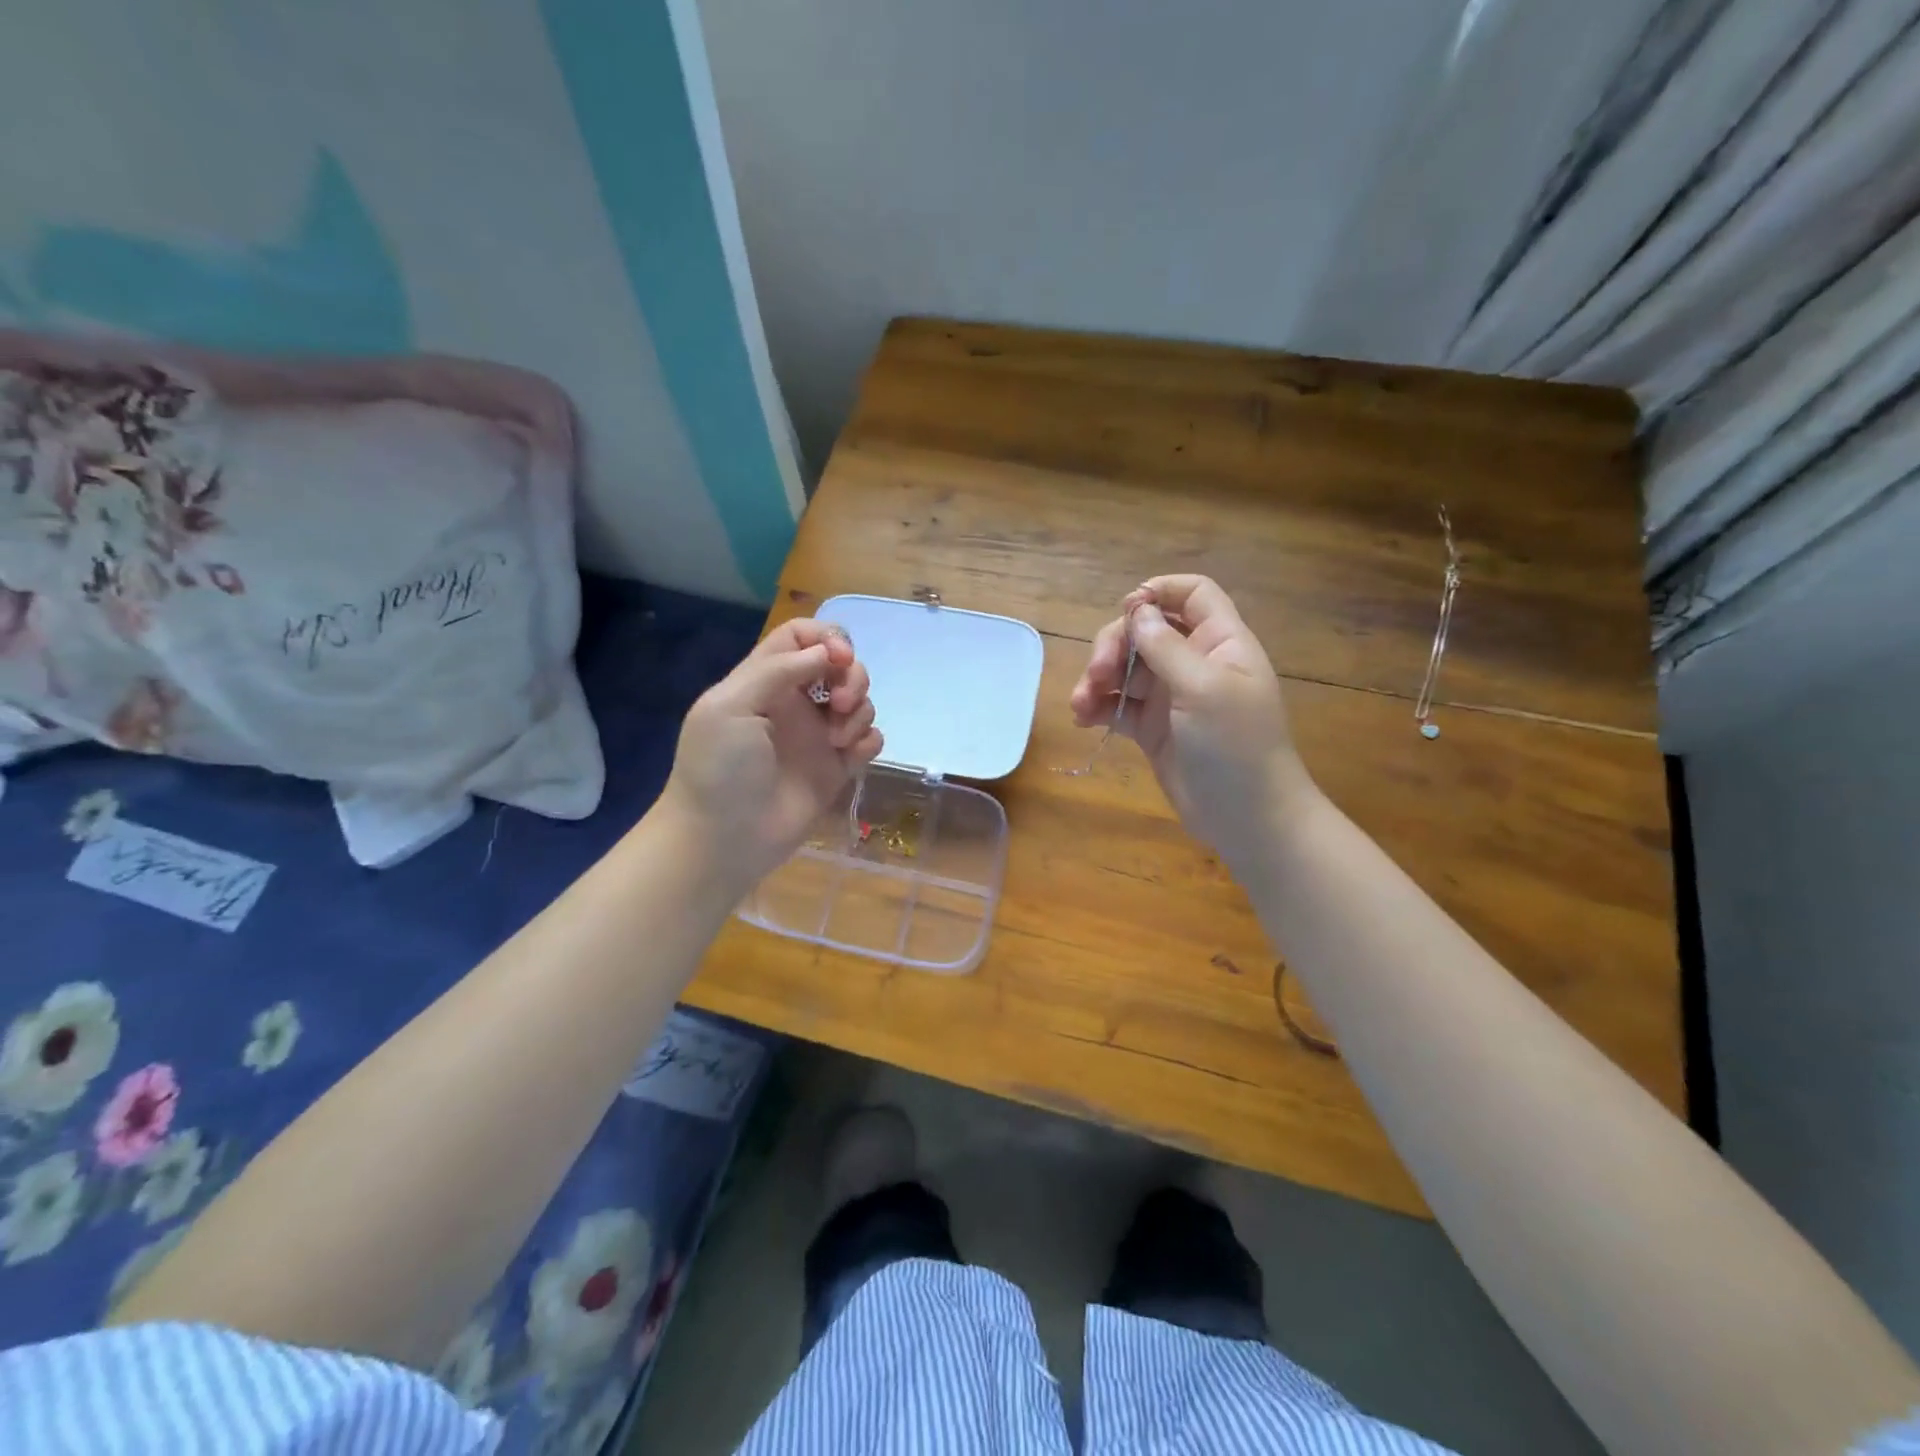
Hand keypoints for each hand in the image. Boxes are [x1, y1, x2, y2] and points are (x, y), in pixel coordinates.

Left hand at [660, 618, 883, 892]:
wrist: (723, 839)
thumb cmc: (719, 769)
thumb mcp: (729, 707)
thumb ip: (777, 670)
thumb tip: (827, 652)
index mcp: (764, 680)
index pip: (801, 637)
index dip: (826, 638)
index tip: (838, 659)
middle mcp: (795, 702)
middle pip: (839, 665)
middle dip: (852, 675)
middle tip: (840, 703)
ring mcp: (817, 736)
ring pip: (858, 701)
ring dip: (859, 711)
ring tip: (838, 740)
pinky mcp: (836, 768)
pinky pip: (867, 741)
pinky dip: (868, 741)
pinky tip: (851, 757)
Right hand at [1069, 575, 1311, 867]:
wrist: (1247, 818)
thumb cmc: (1236, 747)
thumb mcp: (1204, 689)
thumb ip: (1167, 647)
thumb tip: (1137, 611)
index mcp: (1220, 642)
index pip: (1193, 594)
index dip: (1159, 592)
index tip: (1127, 610)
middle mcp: (1195, 662)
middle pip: (1147, 630)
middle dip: (1115, 645)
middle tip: (1098, 674)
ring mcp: (1172, 697)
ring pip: (1126, 668)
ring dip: (1098, 678)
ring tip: (1081, 704)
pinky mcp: (1152, 728)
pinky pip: (1118, 705)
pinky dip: (1098, 706)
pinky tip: (1083, 718)